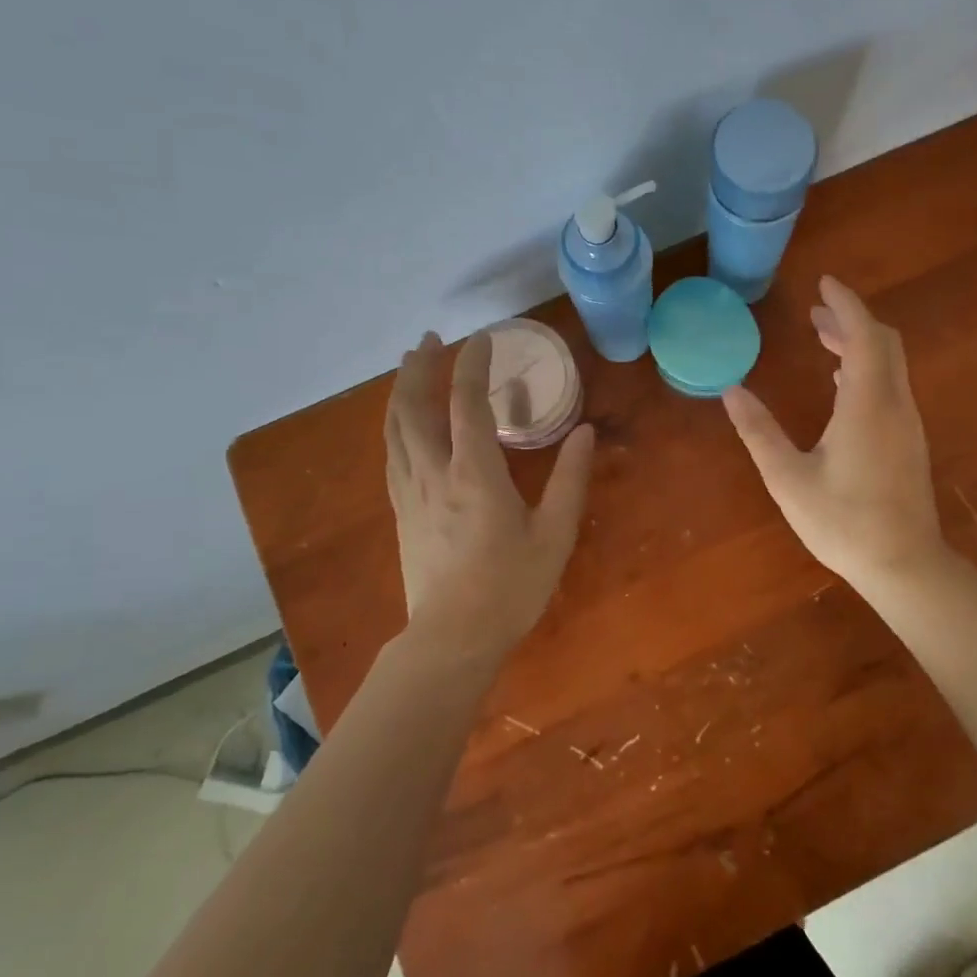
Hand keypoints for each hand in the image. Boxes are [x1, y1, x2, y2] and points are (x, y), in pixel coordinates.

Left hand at [385, 331, 595, 652]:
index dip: (474, 365)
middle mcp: (434, 473)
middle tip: (431, 339)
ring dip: (401, 390)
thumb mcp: (555, 534)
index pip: (467, 403)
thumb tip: (585, 432)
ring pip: (395, 428)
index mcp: (475, 473)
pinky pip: (391, 454)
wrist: (453, 638)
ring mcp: (410, 492)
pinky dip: (394, 424)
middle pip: (415, 406)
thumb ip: (570, 479)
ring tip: (409, 366)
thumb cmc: (511, 587)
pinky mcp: (401, 511)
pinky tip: (400, 422)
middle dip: (421, 367)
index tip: (484, 339)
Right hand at [722, 276, 944, 592]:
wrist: (904, 565)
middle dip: (851, 320)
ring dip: (860, 344)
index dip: (845, 303)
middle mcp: (894, 404)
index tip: (824, 282)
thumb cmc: (843, 522)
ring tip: (823, 340)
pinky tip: (842, 385)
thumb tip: (732, 391)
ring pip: (889, 364)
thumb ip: (759, 432)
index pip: (863, 334)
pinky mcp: (910, 441)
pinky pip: (891, 386)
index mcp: (866, 404)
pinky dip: (868, 370)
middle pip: (883, 342)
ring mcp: (907, 423)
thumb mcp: (788, 478)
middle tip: (815, 313)